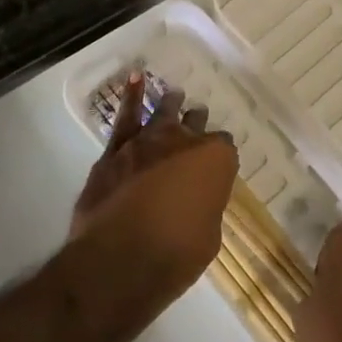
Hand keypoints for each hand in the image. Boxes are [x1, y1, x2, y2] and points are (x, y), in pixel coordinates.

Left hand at [71, 71, 238, 304]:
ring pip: (164, 112)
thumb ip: (205, 208)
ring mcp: (148, 140)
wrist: (118, 262)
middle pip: (196, 123)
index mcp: (216, 160)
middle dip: (198, 124)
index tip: (217, 168)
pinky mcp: (116, 150)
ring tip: (175, 95)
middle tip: (198, 123)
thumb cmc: (175, 255)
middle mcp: (185, 141)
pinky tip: (135, 79)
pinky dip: (132, 95)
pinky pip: (126, 116)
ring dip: (171, 104)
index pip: (225, 148)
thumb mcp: (208, 236)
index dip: (220, 158)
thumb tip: (195, 201)